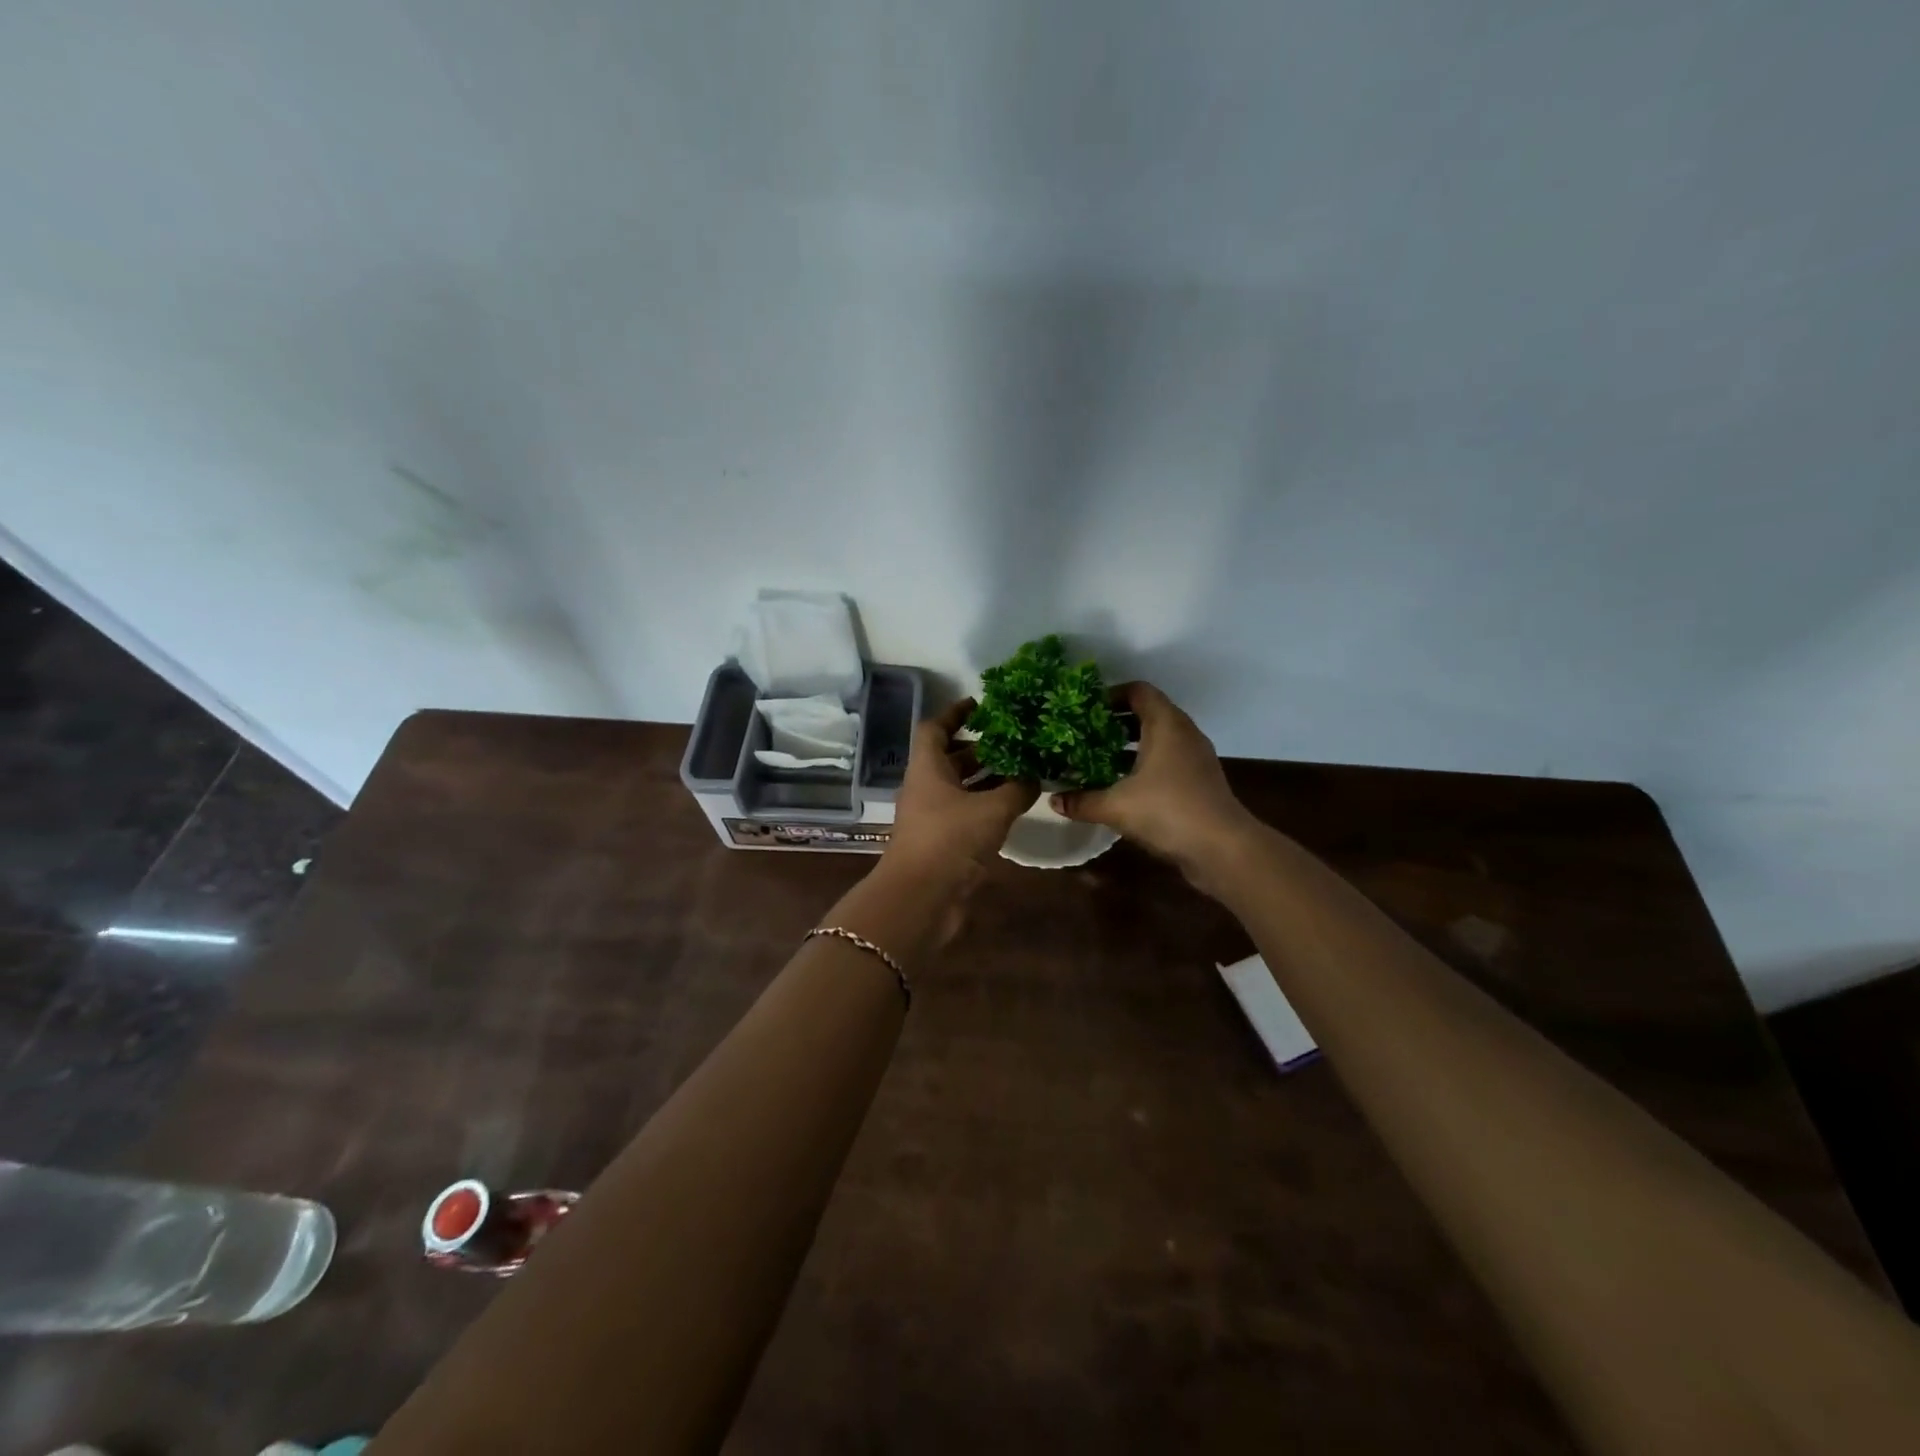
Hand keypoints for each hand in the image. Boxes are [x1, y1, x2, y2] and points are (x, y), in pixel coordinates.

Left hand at [886, 697, 1038, 874]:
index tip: (980, 704)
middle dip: (980, 748)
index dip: (955, 713)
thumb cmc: (951, 839)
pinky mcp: (943, 843)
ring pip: (961, 788)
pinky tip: (1016, 805)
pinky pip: (967, 814)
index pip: (935, 728)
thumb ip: (1017, 788)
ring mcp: (933, 817)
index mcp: (927, 768)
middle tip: (1014, 739)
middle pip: (950, 758)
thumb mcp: (993, 809)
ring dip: (987, 779)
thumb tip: (1036, 775)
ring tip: (1023, 769)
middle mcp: (926, 788)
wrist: (922, 898)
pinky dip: (988, 806)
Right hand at [1051, 682, 1256, 881]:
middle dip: (1114, 723)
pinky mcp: (1198, 781)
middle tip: (1084, 735)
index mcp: (1166, 724)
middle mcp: (1183, 733)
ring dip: (1128, 747)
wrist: (1222, 848)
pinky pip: (1167, 761)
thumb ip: (1082, 801)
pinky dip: (1144, 765)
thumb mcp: (1116, 806)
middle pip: (1147, 714)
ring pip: (1157, 740)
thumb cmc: (1168, 811)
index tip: (1085, 710)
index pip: (1138, 691)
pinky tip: (1121, 787)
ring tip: (1097, 760)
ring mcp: (1195, 758)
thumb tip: (1053, 801)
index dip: (1111, 695)